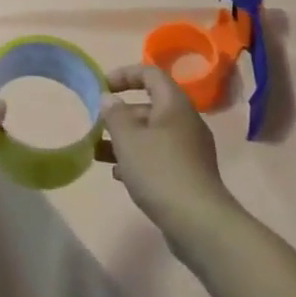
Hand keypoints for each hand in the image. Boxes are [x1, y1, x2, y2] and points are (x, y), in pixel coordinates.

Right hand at [101, 64, 238, 252]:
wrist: (198, 223)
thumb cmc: (159, 170)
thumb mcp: (128, 139)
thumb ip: (114, 114)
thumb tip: (109, 99)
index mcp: (174, 105)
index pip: (150, 74)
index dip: (125, 75)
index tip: (102, 87)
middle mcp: (185, 122)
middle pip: (149, 106)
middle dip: (120, 115)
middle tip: (97, 126)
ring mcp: (189, 150)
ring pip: (152, 135)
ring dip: (125, 140)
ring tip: (98, 153)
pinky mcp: (189, 175)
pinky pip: (159, 157)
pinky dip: (138, 160)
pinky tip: (119, 175)